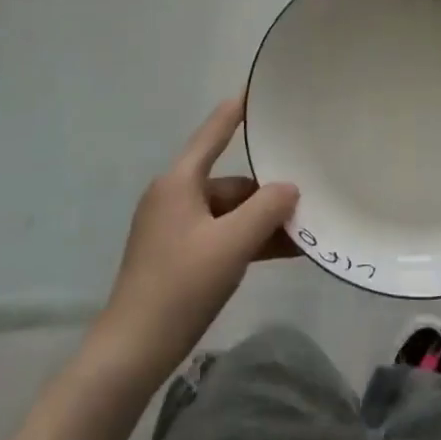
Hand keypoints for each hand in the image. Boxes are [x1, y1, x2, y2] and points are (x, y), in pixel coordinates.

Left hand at [94, 97, 298, 385]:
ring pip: (229, 212)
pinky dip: (247, 240)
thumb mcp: (231, 245)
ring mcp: (175, 227)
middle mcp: (175, 196)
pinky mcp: (178, 255)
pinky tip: (282, 252)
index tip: (258, 87)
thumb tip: (289, 188)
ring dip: (262, 221)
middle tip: (308, 194)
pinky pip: (221, 235)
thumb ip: (266, 210)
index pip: (214, 132)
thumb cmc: (180, 287)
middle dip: (268, 192)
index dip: (237, 109)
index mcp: (179, 182)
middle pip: (230, 181)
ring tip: (304, 231)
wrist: (132, 352)